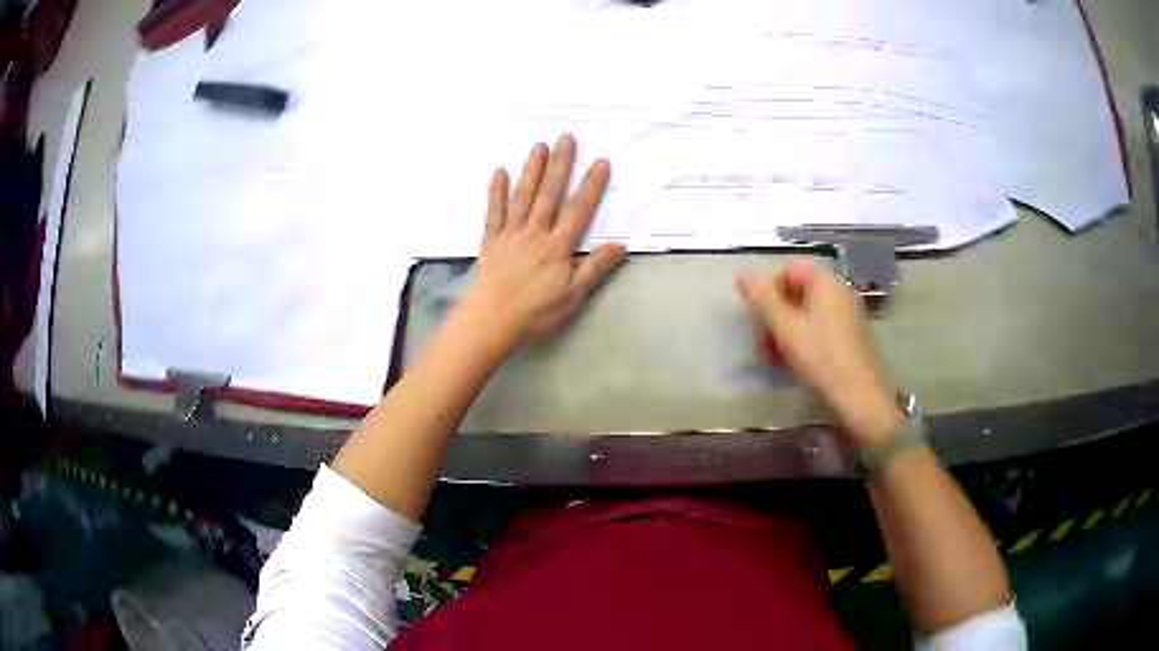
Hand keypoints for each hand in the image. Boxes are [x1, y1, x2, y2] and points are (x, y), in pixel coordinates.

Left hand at [460, 134, 626, 349]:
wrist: (491, 321)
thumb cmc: (535, 312)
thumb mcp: (572, 296)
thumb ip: (595, 268)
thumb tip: (620, 246)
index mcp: (557, 247)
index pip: (578, 211)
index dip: (591, 186)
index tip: (601, 162)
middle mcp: (534, 233)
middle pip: (549, 195)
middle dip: (560, 165)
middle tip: (567, 138)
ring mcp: (510, 234)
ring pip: (523, 197)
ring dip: (532, 170)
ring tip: (539, 146)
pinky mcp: (491, 241)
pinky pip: (494, 212)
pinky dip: (497, 192)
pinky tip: (500, 172)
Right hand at [738, 263, 902, 448]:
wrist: (859, 399)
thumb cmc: (821, 358)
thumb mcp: (786, 328)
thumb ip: (762, 299)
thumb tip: (743, 274)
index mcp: (825, 283)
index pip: (787, 273)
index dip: (767, 294)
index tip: (757, 322)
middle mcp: (837, 293)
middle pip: (794, 295)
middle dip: (772, 319)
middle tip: (760, 347)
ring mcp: (844, 317)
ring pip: (802, 317)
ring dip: (781, 335)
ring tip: (771, 361)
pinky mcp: (847, 340)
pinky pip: (816, 332)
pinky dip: (799, 344)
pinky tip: (790, 366)